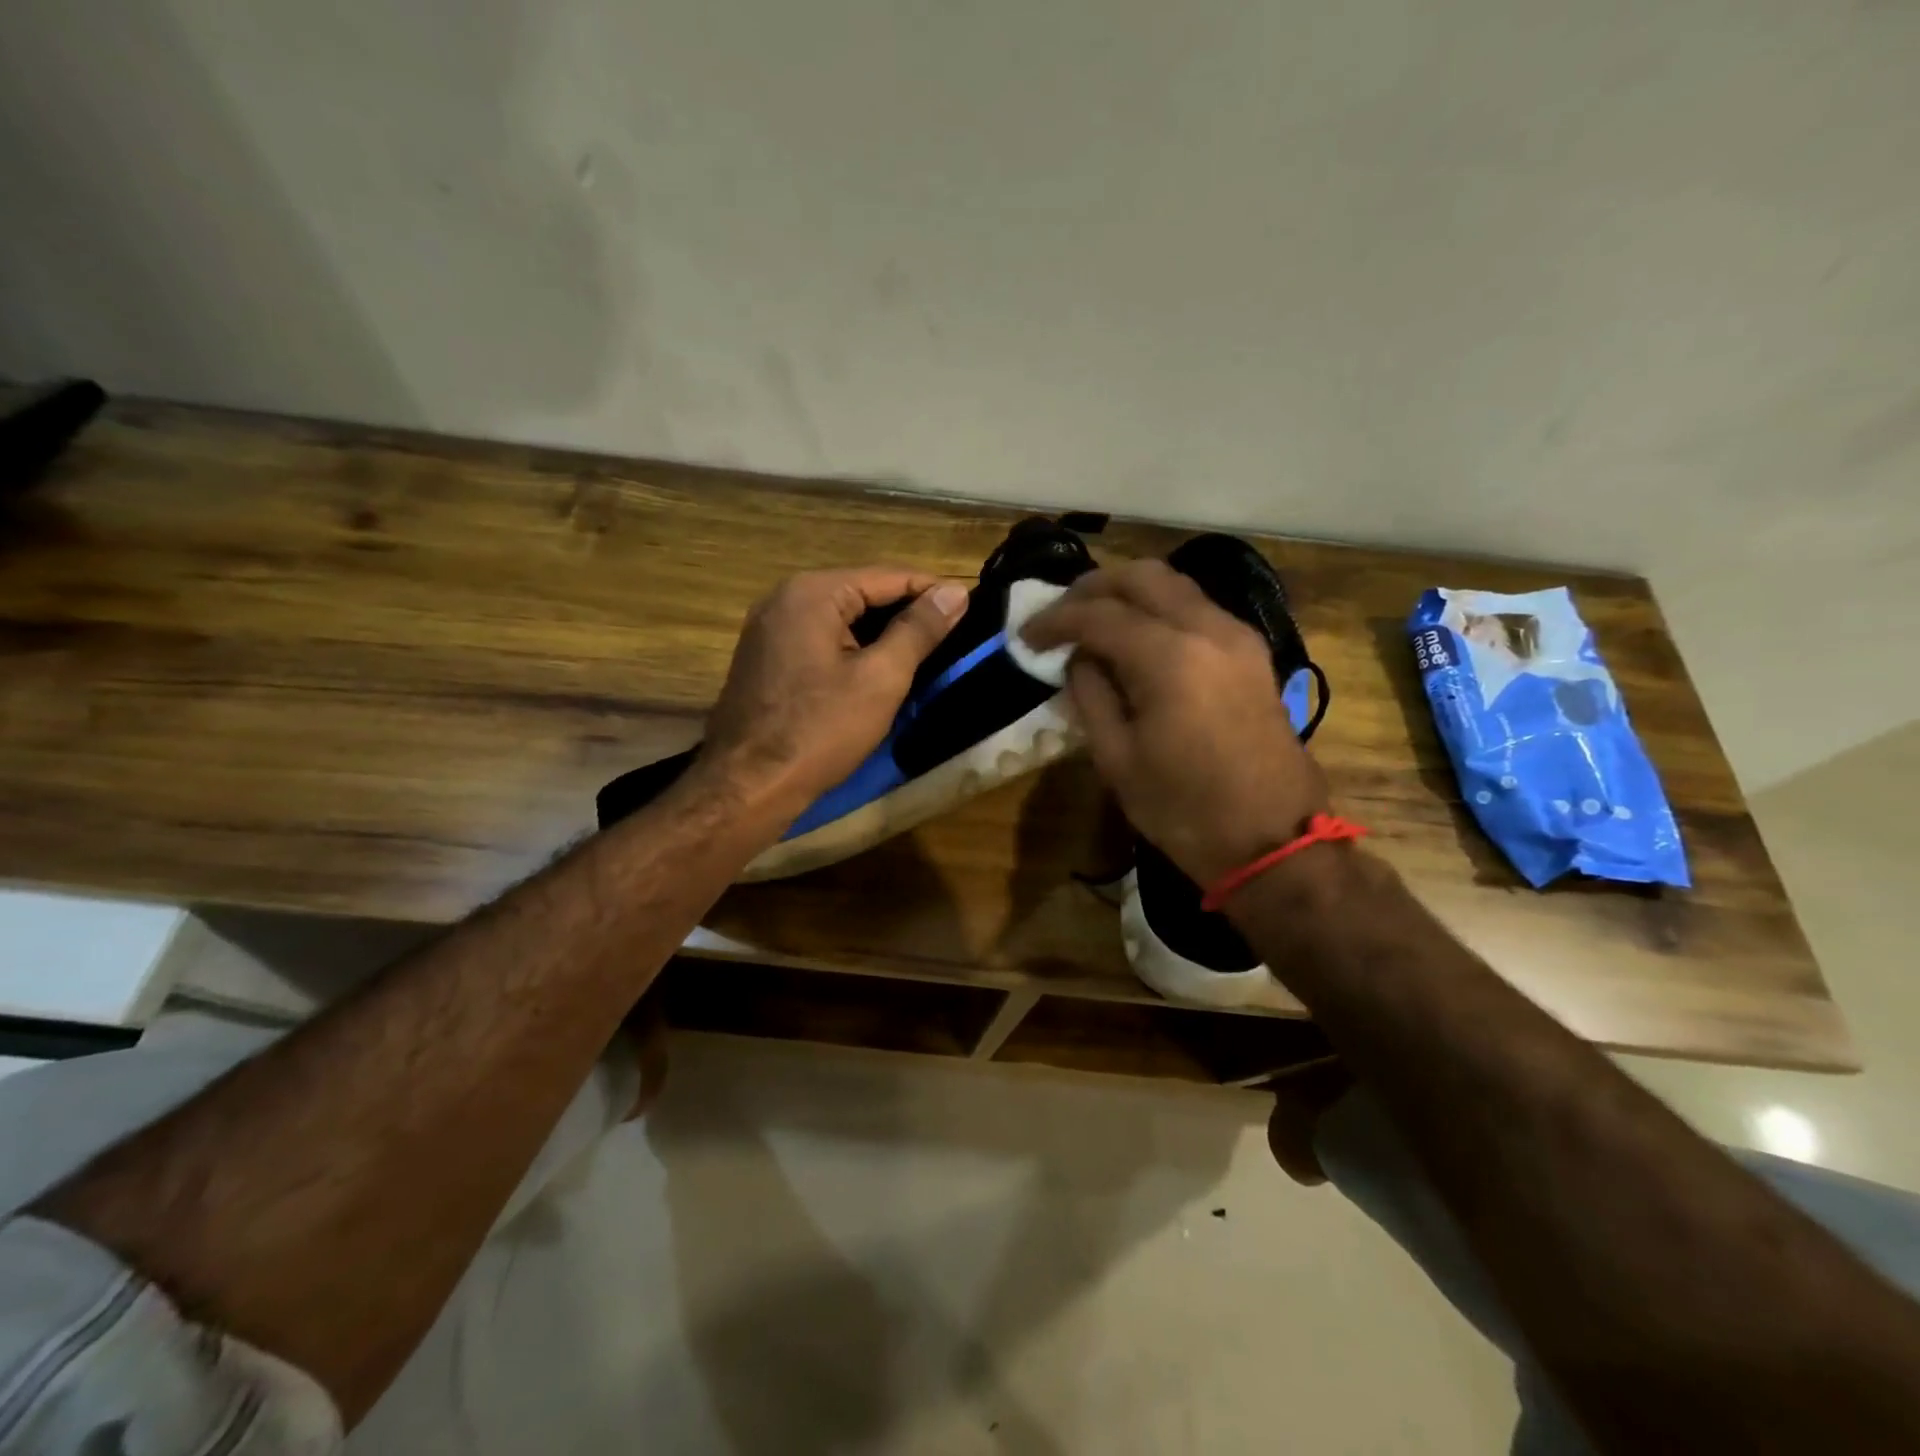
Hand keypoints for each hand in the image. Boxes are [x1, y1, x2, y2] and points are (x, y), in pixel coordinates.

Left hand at [695, 567, 968, 817]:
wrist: (747, 784)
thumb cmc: (820, 730)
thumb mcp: (881, 678)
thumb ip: (919, 630)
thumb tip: (954, 591)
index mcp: (813, 592)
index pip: (887, 576)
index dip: (932, 591)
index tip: (970, 610)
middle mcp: (785, 597)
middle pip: (862, 593)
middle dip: (907, 613)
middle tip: (952, 636)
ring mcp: (769, 628)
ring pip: (841, 618)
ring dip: (881, 634)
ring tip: (925, 654)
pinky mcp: (765, 657)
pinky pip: (820, 639)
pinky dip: (852, 648)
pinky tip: (878, 671)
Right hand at [1021, 560, 1328, 883]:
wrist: (1274, 842)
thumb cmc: (1186, 810)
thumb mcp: (1118, 760)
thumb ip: (1091, 696)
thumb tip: (1078, 660)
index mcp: (1170, 658)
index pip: (1099, 615)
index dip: (1055, 621)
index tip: (1026, 636)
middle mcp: (1209, 629)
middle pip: (1142, 577)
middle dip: (1092, 588)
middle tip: (1058, 615)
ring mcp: (1238, 638)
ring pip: (1175, 586)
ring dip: (1128, 593)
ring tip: (1092, 621)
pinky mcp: (1252, 654)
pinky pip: (1197, 609)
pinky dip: (1159, 609)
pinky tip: (1136, 638)